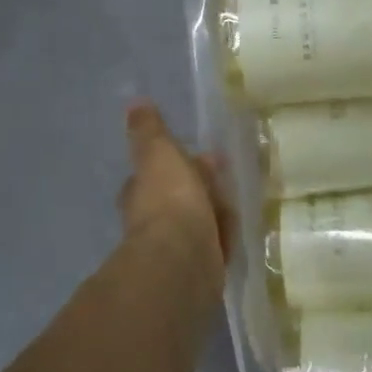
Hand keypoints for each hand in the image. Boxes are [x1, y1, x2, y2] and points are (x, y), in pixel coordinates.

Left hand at [117, 102, 233, 292]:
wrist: (183, 258)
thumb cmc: (169, 199)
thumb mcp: (158, 153)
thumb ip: (149, 130)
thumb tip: (135, 104)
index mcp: (141, 192)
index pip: (155, 173)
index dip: (176, 164)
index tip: (203, 155)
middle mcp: (152, 221)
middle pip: (179, 198)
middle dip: (199, 188)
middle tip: (226, 178)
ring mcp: (176, 247)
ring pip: (198, 222)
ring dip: (212, 214)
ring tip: (236, 204)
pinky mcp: (198, 268)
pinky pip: (214, 246)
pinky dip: (223, 238)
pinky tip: (236, 233)